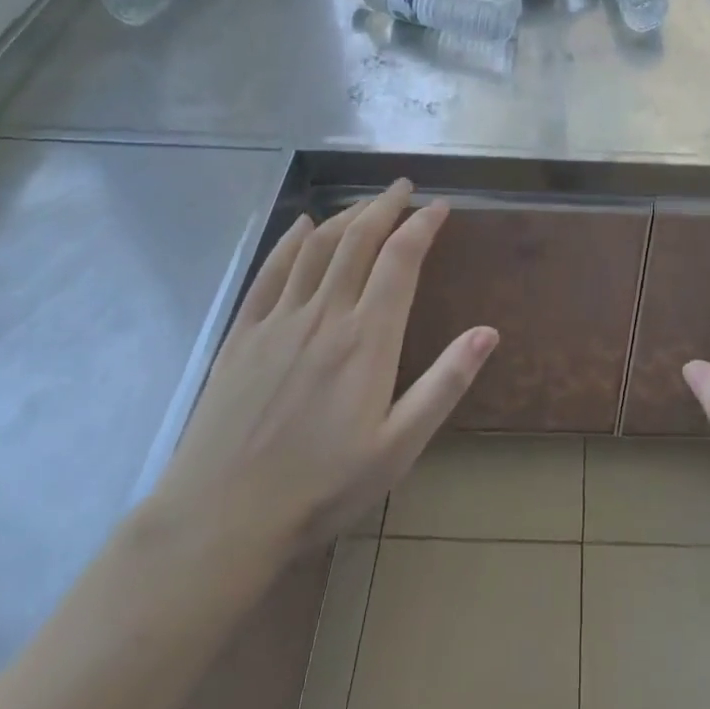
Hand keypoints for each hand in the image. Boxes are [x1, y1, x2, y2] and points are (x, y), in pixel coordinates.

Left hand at [141, 180, 496, 593]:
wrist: (220, 520)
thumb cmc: (321, 488)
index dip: (422, 225)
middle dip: (385, 206)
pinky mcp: (243, 334)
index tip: (439, 206)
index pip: (401, 260)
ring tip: (366, 203)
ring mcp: (278, 321)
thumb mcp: (399, 447)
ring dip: (345, 216)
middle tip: (404, 188)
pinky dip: (291, 240)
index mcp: (367, 338)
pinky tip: (302, 225)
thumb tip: (489, 332)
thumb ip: (445, 384)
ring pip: (317, 247)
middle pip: (358, 240)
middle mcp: (325, 314)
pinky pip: (270, 271)